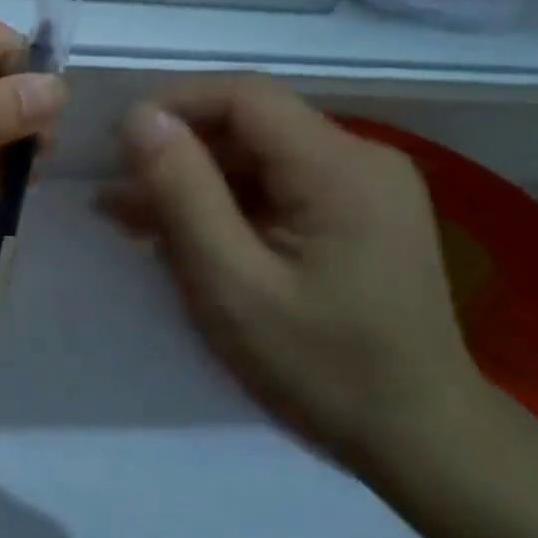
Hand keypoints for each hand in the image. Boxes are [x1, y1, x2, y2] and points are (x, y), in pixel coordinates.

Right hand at [102, 76, 487, 463]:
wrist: (422, 441)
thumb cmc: (320, 366)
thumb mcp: (230, 282)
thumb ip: (181, 192)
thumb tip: (138, 116)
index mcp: (339, 167)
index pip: (243, 95)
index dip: (173, 105)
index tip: (117, 146)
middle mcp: (361, 158)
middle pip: (249, 125)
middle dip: (177, 153)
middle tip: (115, 198)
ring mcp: (365, 185)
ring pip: (258, 156)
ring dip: (195, 181)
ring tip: (134, 220)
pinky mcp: (359, 211)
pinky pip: (277, 184)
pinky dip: (227, 203)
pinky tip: (188, 235)